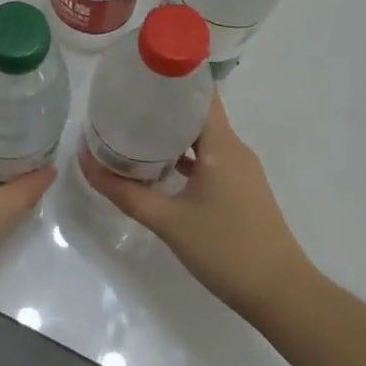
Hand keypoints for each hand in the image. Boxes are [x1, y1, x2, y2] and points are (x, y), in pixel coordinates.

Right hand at [81, 92, 310, 320]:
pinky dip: (185, 155)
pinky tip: (158, 165)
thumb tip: (84, 160)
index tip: (139, 69)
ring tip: (134, 128)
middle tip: (124, 99)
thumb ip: (123, 192)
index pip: (199, 92)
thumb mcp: (167, 221)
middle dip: (162, 103)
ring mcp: (241, 170)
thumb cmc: (225, 249)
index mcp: (221, 144)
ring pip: (202, 137)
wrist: (281, 295)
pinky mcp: (241, 189)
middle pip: (197, 112)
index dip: (172, 76)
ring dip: (171, 131)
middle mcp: (234, 148)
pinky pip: (210, 158)